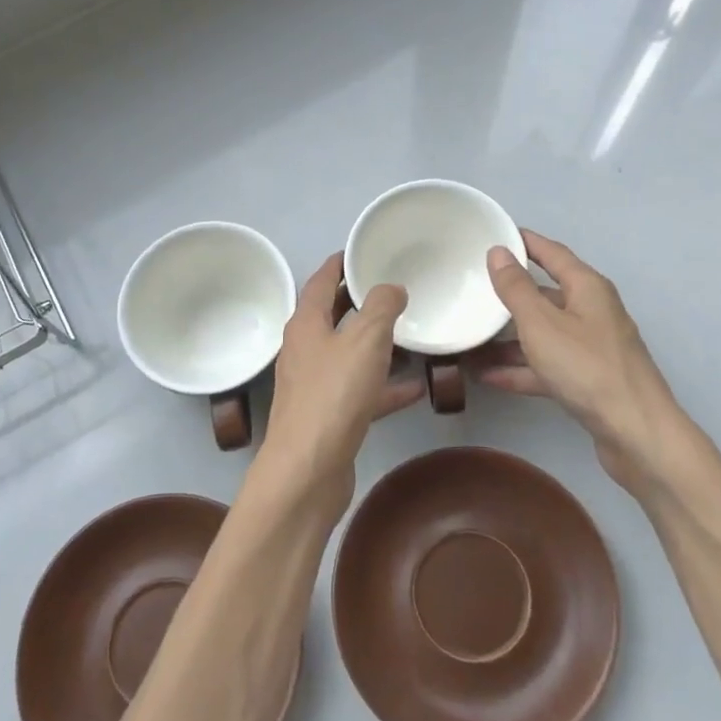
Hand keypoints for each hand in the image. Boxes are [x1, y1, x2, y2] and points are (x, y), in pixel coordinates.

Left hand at [259, 254, 424, 507]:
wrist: (308, 470)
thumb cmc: (334, 394)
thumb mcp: (365, 339)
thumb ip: (382, 307)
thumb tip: (391, 288)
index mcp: (306, 324)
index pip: (321, 281)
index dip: (339, 263)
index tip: (361, 250)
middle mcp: (305, 350)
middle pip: (334, 316)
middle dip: (360, 301)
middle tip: (393, 287)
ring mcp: (315, 385)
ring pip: (349, 355)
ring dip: (376, 344)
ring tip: (410, 333)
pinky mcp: (329, 417)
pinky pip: (361, 391)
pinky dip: (385, 386)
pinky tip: (415, 387)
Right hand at [473, 230, 686, 492]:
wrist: (636, 434)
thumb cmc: (587, 368)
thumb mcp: (541, 324)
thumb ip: (516, 288)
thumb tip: (499, 251)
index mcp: (587, 288)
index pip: (552, 253)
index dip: (524, 242)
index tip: (495, 233)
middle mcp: (592, 312)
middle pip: (546, 294)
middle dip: (509, 294)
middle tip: (471, 289)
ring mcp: (591, 348)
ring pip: (542, 334)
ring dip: (508, 339)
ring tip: (468, 339)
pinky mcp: (588, 380)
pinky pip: (546, 365)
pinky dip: (520, 368)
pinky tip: (486, 376)